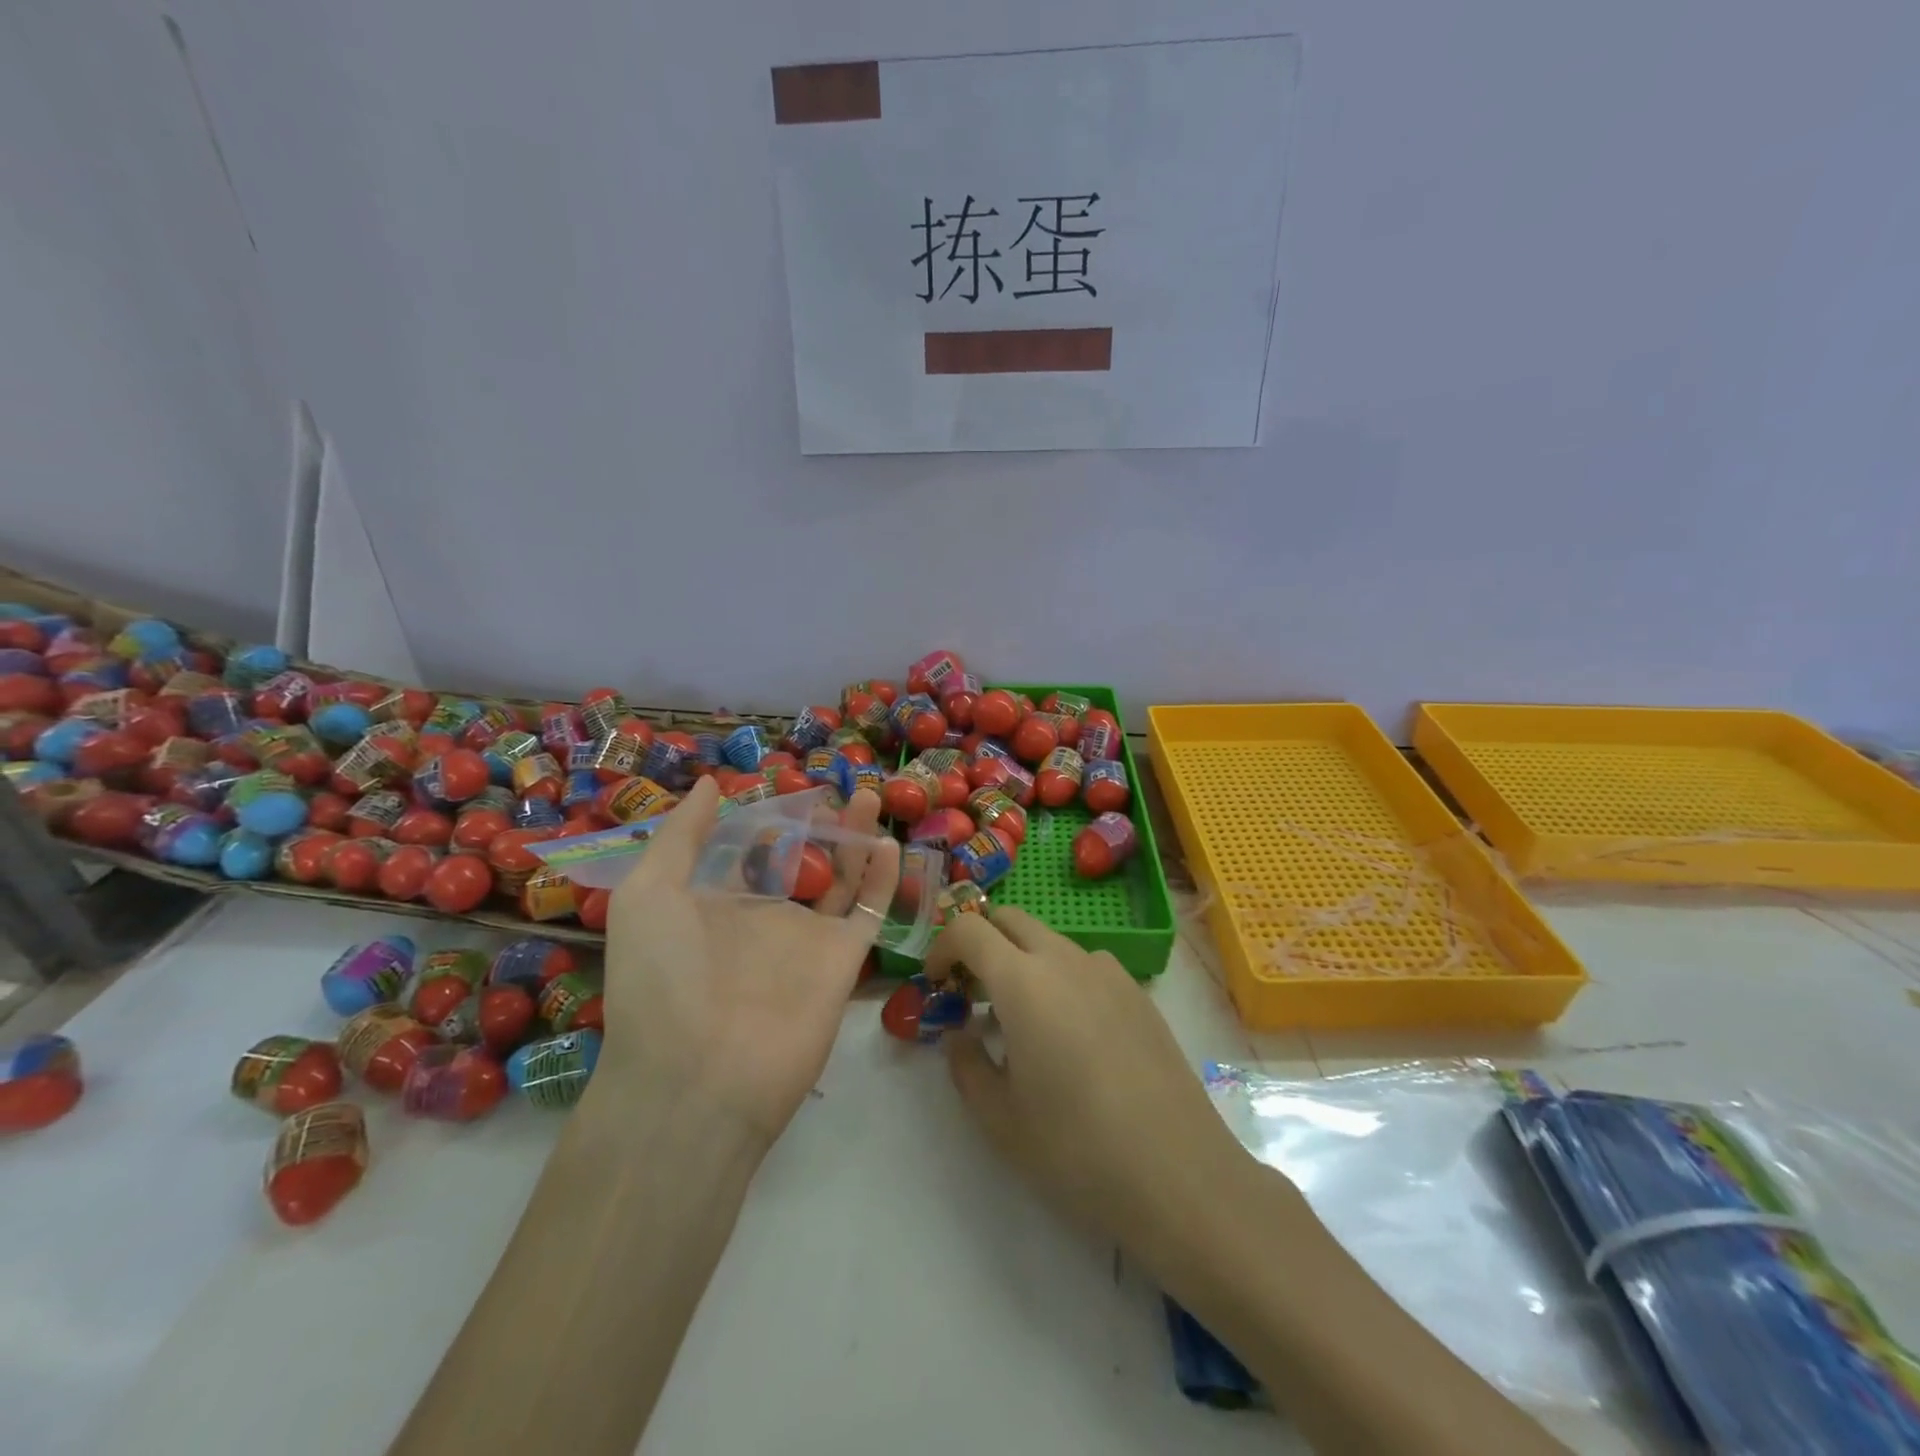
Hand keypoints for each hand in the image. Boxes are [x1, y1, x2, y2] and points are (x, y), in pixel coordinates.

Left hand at [597, 777, 900, 1147]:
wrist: (697, 1080)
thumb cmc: (661, 980)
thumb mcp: (649, 895)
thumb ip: (682, 836)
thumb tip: (712, 783)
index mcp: (714, 904)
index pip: (746, 850)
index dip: (764, 817)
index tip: (784, 782)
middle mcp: (762, 918)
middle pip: (798, 860)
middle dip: (816, 825)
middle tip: (834, 789)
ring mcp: (805, 940)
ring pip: (839, 879)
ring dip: (855, 839)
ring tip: (868, 797)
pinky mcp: (841, 961)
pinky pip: (867, 912)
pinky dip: (881, 880)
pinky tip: (887, 845)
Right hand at [932, 908, 1265, 1266]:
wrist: (1179, 1175)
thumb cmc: (1076, 1148)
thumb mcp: (999, 1117)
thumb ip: (966, 1064)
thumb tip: (961, 1034)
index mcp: (1023, 980)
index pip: (969, 928)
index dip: (942, 947)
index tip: (936, 983)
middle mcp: (1066, 959)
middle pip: (1011, 919)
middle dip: (982, 942)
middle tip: (972, 994)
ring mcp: (1109, 972)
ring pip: (1050, 941)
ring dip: (1023, 961)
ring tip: (1022, 1023)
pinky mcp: (1139, 993)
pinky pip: (1086, 965)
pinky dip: (1061, 978)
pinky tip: (1072, 1037)